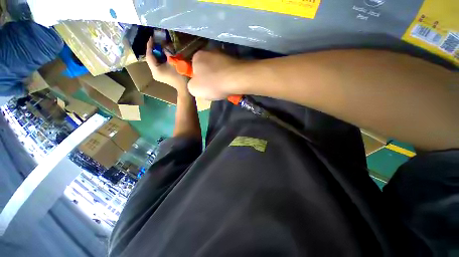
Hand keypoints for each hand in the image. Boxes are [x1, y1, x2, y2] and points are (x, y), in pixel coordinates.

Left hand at [146, 37, 187, 92]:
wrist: (185, 87)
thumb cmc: (180, 75)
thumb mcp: (174, 61)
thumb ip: (167, 52)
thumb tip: (164, 46)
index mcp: (155, 70)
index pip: (149, 55)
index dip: (150, 46)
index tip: (151, 37)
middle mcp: (154, 73)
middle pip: (151, 59)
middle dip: (154, 50)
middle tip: (156, 42)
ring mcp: (157, 75)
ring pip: (154, 62)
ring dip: (157, 54)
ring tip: (160, 47)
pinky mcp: (161, 76)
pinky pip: (158, 65)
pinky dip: (160, 60)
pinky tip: (163, 55)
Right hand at [188, 51, 244, 99]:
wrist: (236, 79)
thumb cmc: (212, 84)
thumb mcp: (194, 89)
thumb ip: (191, 85)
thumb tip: (196, 84)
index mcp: (197, 56)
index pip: (193, 69)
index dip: (197, 80)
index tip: (203, 88)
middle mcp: (209, 52)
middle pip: (206, 69)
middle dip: (209, 80)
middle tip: (213, 90)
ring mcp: (223, 55)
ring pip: (218, 71)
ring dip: (219, 80)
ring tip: (223, 89)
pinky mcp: (234, 60)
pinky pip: (227, 72)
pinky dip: (227, 78)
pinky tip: (230, 85)